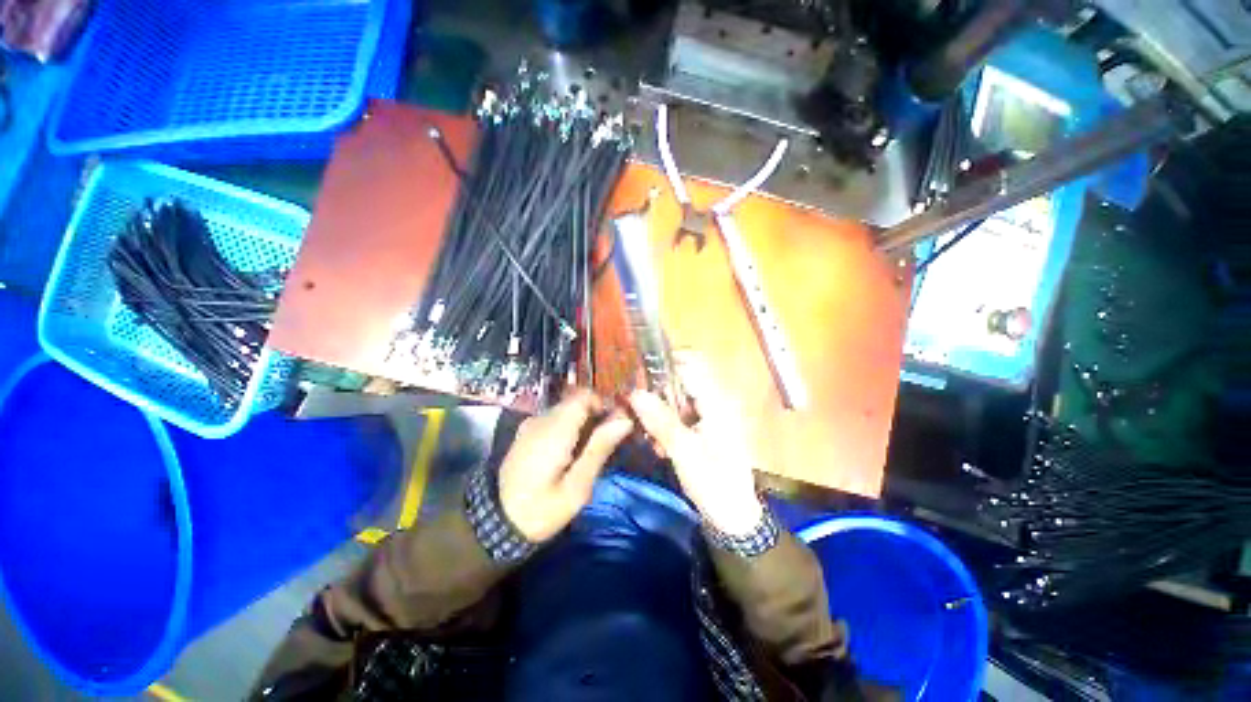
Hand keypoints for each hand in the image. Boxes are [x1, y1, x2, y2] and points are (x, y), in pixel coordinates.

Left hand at [498, 390, 633, 542]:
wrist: (495, 523)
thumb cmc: (541, 509)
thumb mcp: (576, 487)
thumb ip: (599, 449)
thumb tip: (625, 419)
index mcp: (555, 430)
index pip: (584, 396)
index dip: (603, 404)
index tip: (614, 425)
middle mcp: (541, 419)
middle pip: (576, 402)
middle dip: (595, 415)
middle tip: (605, 444)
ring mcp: (531, 424)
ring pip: (566, 410)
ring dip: (582, 422)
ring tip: (588, 452)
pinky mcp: (526, 432)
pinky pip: (554, 419)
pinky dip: (568, 427)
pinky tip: (570, 453)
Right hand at [628, 354, 763, 535]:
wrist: (735, 517)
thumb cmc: (714, 483)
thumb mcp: (683, 451)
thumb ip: (660, 420)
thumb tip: (635, 393)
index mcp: (717, 402)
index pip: (690, 364)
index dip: (664, 366)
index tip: (639, 378)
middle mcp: (717, 401)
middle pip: (682, 382)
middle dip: (658, 395)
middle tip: (639, 413)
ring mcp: (712, 415)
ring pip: (679, 400)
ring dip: (661, 413)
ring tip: (651, 439)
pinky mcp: (707, 429)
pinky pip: (682, 416)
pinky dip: (668, 425)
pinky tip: (660, 446)